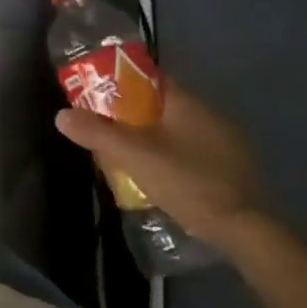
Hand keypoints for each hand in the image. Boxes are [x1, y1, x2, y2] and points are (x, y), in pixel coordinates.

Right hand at [54, 83, 266, 243]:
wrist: (245, 229)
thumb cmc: (187, 181)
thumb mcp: (134, 156)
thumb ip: (98, 133)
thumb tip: (62, 115)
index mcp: (186, 102)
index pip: (150, 78)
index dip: (122, 83)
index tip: (99, 96)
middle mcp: (209, 114)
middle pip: (162, 104)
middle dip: (134, 115)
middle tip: (108, 131)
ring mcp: (225, 141)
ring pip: (178, 129)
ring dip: (154, 137)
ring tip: (128, 156)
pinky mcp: (232, 167)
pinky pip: (193, 150)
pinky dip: (174, 156)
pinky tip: (161, 176)